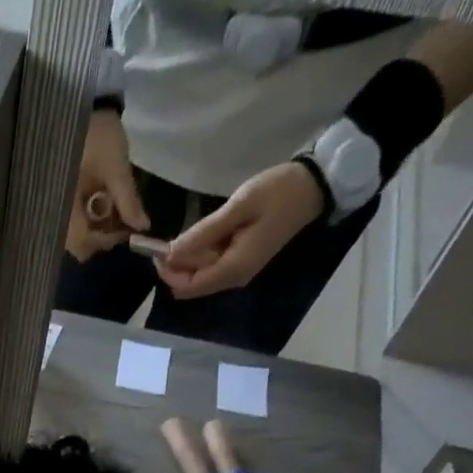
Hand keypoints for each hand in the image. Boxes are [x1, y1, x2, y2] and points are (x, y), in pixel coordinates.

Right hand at [67, 108, 149, 261]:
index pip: (83, 243)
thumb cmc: (97, 134)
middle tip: (120, 219)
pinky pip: (72, 221)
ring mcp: (55, 207)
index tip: (126, 228)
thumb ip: (128, 200)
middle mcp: (55, 213)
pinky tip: (99, 201)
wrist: (77, 103)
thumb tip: (142, 227)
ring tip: (110, 208)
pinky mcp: (57, 199)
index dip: (106, 240)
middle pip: (78, 244)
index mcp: (65, 208)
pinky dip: (88, 217)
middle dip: (100, 236)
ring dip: (95, 227)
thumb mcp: (116, 167)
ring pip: (75, 235)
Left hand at [156, 161, 323, 298]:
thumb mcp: (239, 206)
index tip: (156, 250)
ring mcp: (239, 272)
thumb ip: (204, 232)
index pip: (188, 286)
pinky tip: (200, 235)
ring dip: (187, 260)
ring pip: (201, 275)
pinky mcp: (242, 262)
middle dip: (175, 267)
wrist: (315, 186)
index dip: (168, 273)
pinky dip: (201, 254)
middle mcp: (233, 279)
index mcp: (233, 269)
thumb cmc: (279, 192)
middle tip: (164, 239)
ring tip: (183, 233)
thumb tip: (172, 251)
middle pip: (192, 284)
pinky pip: (213, 265)